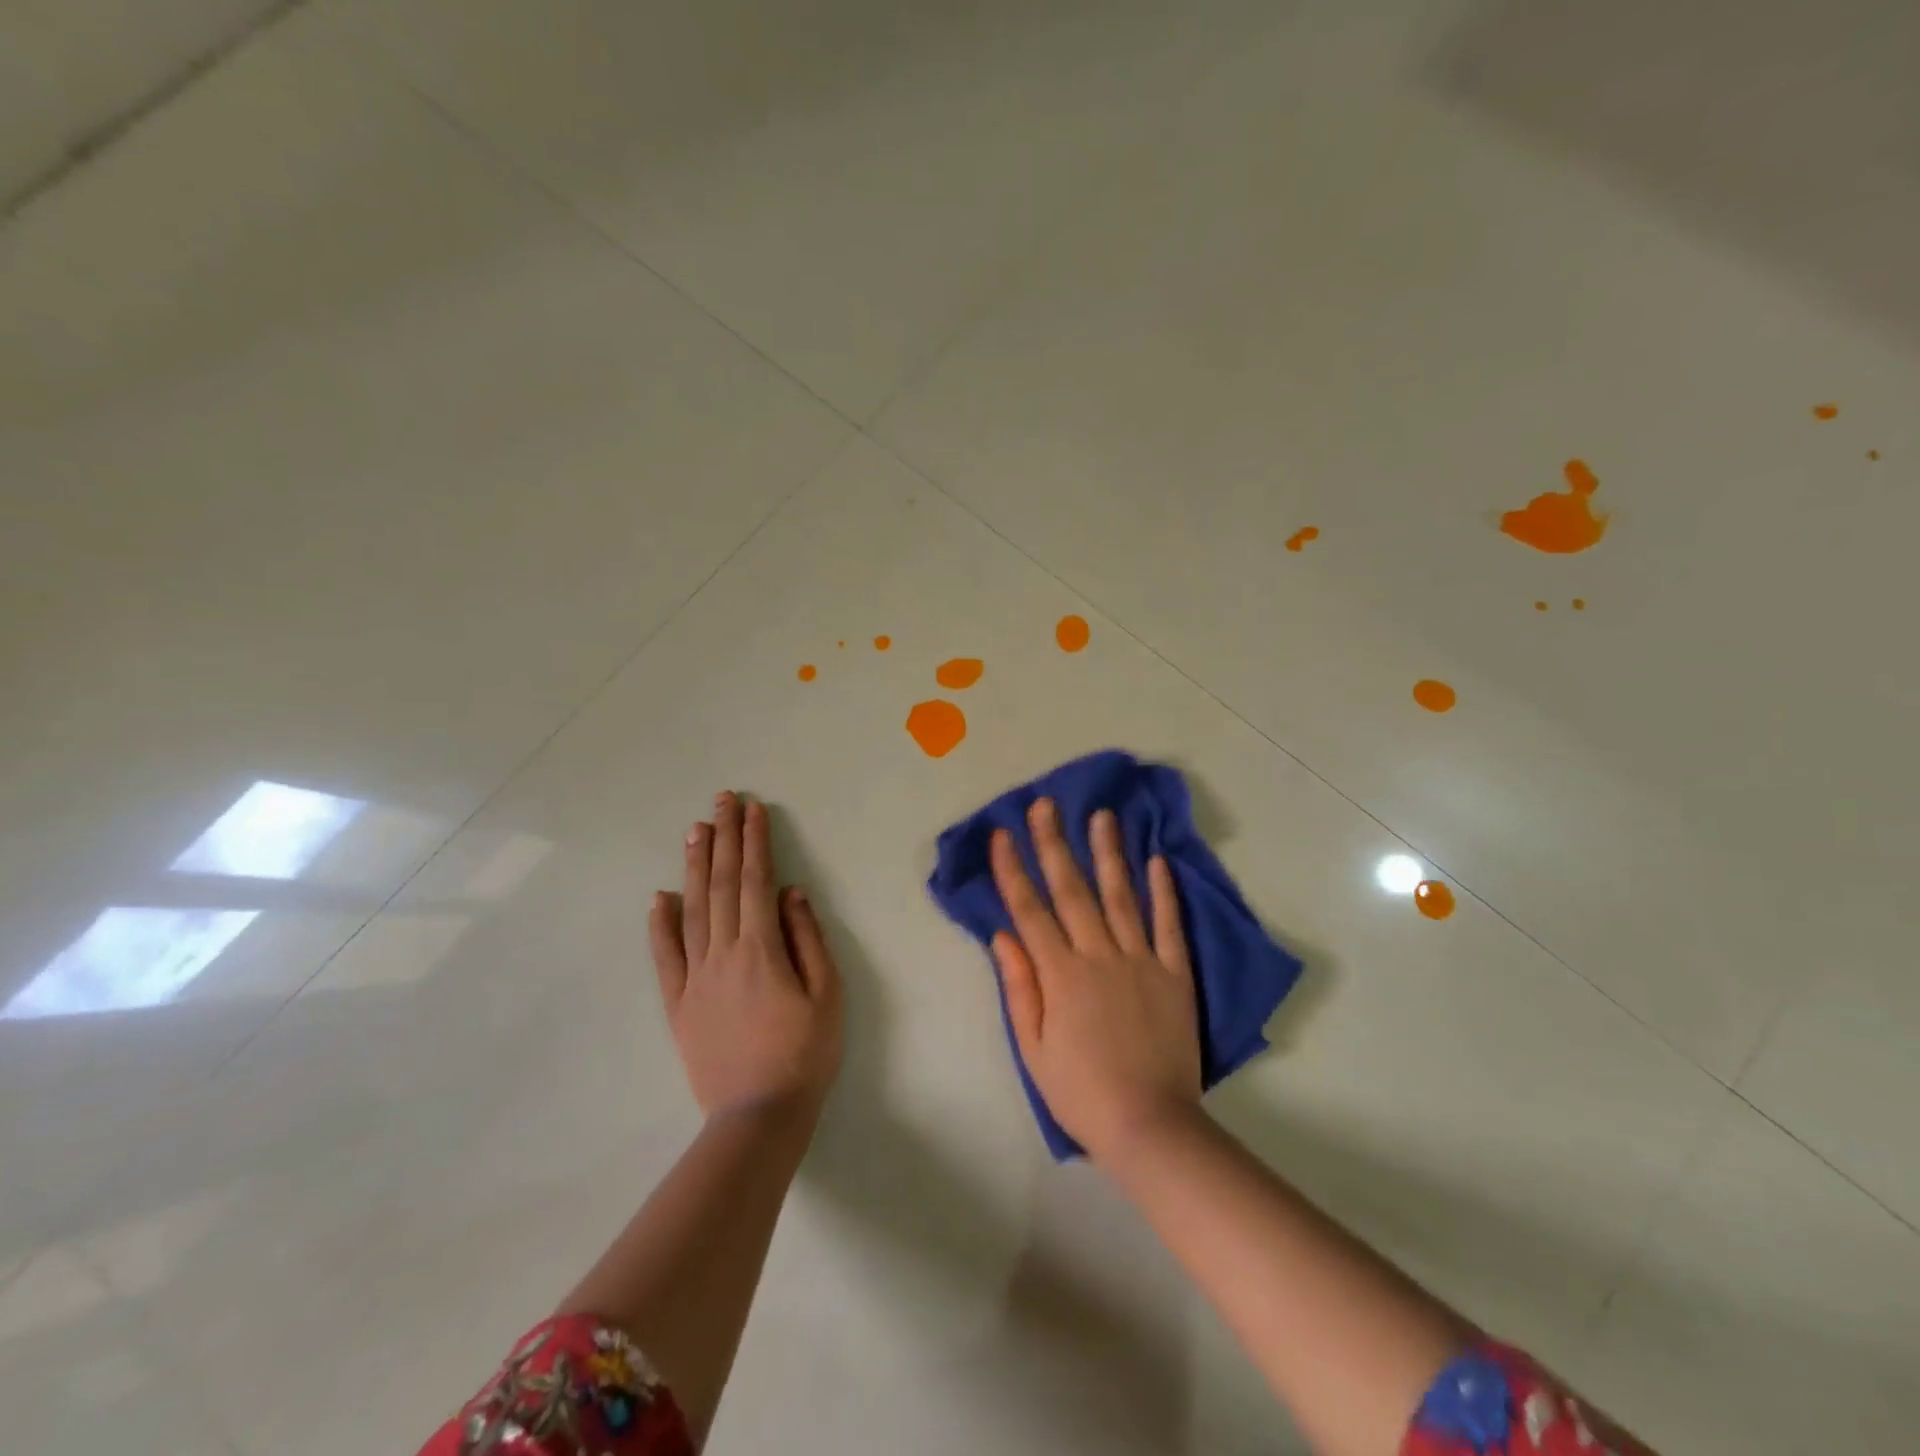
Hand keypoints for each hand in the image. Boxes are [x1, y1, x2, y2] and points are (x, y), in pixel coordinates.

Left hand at [649, 791, 842, 1121]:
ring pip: (691, 910)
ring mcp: (694, 978)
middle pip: (721, 885)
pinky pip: (665, 956)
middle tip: (722, 801)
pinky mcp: (678, 1003)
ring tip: (696, 830)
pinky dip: (660, 924)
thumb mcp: (827, 994)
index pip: (755, 881)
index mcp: (761, 949)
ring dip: (694, 867)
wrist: (758, 1117)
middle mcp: (722, 953)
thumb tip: (790, 893)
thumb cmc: (804, 1054)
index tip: (753, 809)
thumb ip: (807, 938)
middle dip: (724, 839)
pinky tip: (660, 897)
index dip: (754, 842)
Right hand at [990, 798, 1200, 1162]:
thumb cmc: (1081, 1092)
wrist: (1150, 1126)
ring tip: (1102, 815)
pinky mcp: (1174, 974)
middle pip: (1072, 890)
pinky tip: (1157, 860)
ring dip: (1108, 852)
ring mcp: (1140, 961)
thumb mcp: (1033, 1048)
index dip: (1012, 870)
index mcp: (1060, 975)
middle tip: (1046, 805)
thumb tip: (1002, 935)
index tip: (1001, 834)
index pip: (1030, 910)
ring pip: (1121, 895)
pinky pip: (1168, 925)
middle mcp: (1099, 955)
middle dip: (1054, 844)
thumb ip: (1019, 987)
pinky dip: (1163, 891)